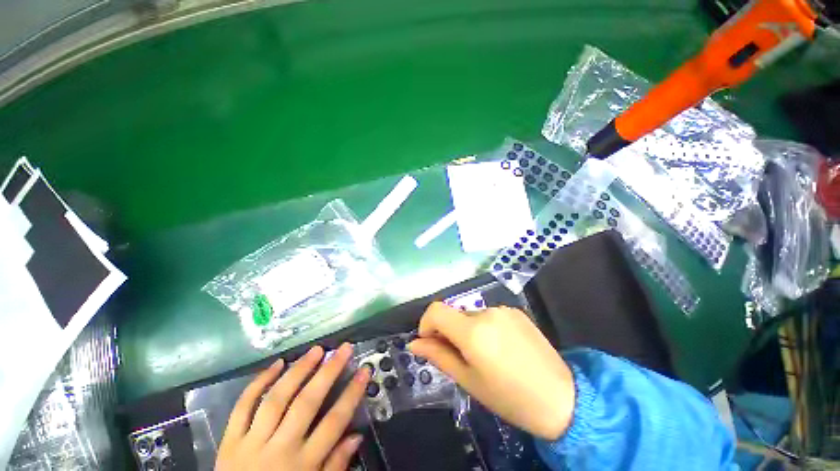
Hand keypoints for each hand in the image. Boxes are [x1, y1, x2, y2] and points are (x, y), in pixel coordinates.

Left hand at [216, 344, 370, 470]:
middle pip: (307, 403)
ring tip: (316, 350)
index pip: (334, 422)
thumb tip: (357, 436)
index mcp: (302, 465)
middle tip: (344, 348)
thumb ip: (335, 466)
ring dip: (299, 370)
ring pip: (277, 399)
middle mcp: (279, 449)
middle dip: (329, 371)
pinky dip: (259, 382)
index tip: (364, 370)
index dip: (352, 393)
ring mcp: (251, 443)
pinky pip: (242, 406)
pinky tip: (277, 364)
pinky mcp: (229, 441)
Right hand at [409, 302, 574, 440]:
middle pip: (454, 314)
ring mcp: (503, 309)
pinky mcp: (516, 311)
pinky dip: (485, 327)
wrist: (561, 398)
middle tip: (461, 358)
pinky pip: (490, 315)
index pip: (436, 310)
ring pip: (471, 315)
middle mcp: (487, 312)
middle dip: (449, 332)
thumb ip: (438, 356)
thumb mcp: (468, 380)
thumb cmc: (509, 397)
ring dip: (468, 331)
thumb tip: (414, 344)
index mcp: (473, 331)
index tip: (430, 342)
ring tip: (485, 355)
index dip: (426, 323)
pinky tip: (501, 348)